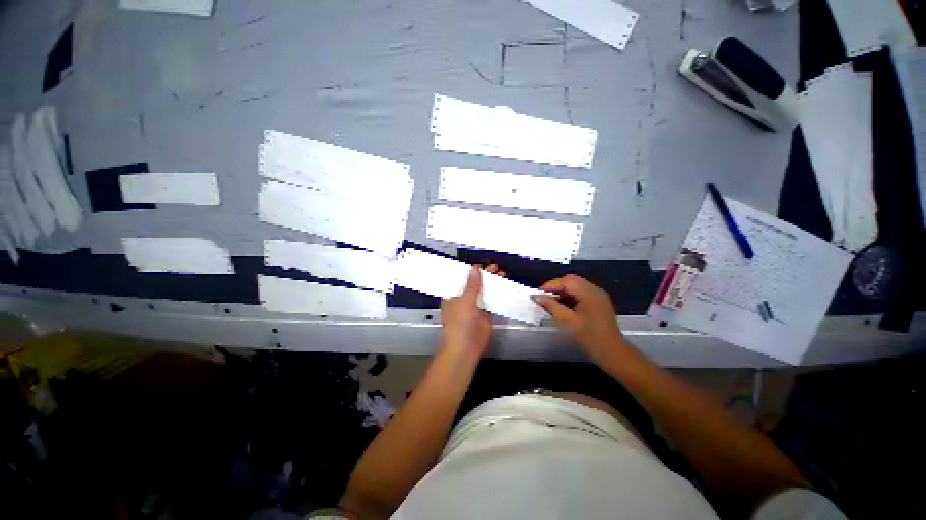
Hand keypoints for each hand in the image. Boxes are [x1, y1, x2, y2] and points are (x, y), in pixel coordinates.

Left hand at [439, 264, 503, 359]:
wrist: (466, 348)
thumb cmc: (459, 324)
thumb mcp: (465, 301)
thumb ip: (472, 285)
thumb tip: (475, 269)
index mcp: (452, 295)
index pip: (461, 279)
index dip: (470, 271)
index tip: (481, 264)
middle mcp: (463, 299)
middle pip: (474, 284)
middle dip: (484, 275)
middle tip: (495, 267)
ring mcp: (475, 307)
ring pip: (484, 291)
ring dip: (492, 283)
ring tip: (501, 273)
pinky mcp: (485, 314)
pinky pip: (491, 301)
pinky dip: (497, 294)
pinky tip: (504, 286)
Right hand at [533, 275, 626, 361]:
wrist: (613, 354)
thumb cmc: (590, 337)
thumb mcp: (568, 321)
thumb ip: (551, 306)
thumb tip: (536, 296)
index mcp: (589, 293)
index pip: (566, 281)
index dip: (550, 285)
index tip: (537, 294)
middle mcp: (595, 290)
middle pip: (571, 281)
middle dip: (556, 287)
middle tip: (544, 298)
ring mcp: (598, 296)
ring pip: (576, 287)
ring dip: (563, 292)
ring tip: (552, 303)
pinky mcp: (599, 303)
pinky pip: (581, 293)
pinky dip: (570, 297)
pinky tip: (563, 307)